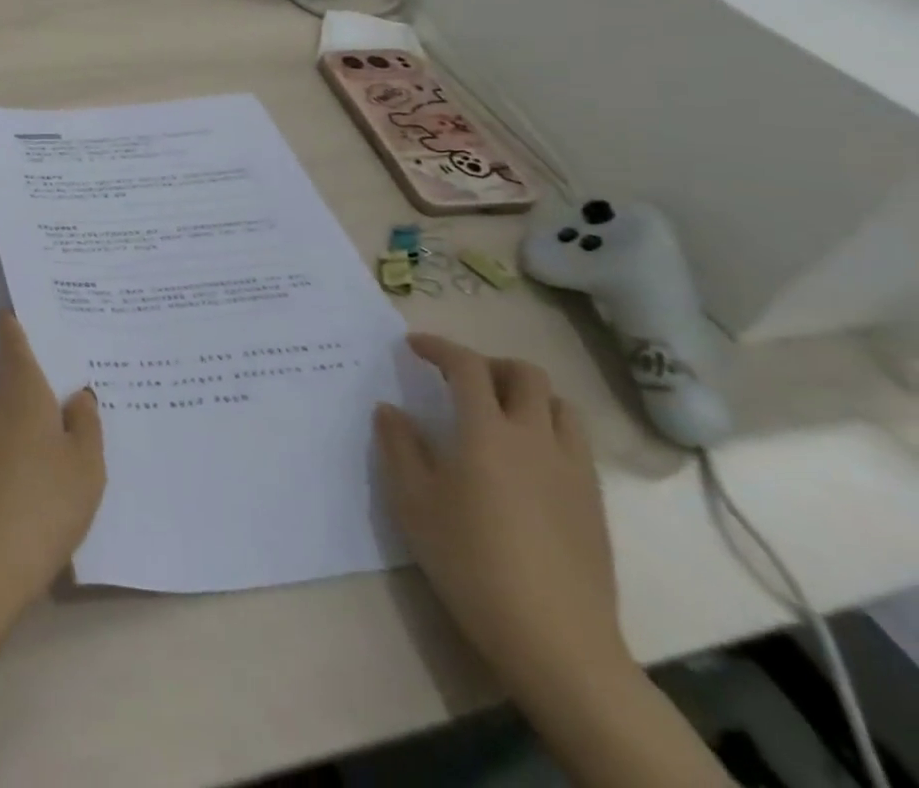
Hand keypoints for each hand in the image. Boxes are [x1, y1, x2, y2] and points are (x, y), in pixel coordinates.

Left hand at [0, 310, 105, 611]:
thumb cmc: (41, 510)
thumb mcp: (85, 472)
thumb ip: (85, 427)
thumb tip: (77, 397)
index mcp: (21, 396)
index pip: (14, 348)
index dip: (12, 329)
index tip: (6, 314)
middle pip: (6, 395)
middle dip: (24, 407)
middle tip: (51, 435)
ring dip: (5, 445)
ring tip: (29, 488)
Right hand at [375, 334, 628, 699]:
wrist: (555, 639)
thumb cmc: (470, 561)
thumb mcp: (413, 501)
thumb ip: (399, 446)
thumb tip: (390, 409)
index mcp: (487, 430)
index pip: (467, 366)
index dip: (439, 347)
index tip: (413, 346)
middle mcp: (535, 437)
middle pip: (525, 374)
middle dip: (489, 364)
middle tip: (459, 379)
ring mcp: (573, 470)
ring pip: (560, 405)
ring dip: (526, 394)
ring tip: (498, 413)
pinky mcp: (594, 502)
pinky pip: (575, 442)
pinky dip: (548, 429)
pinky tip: (525, 459)